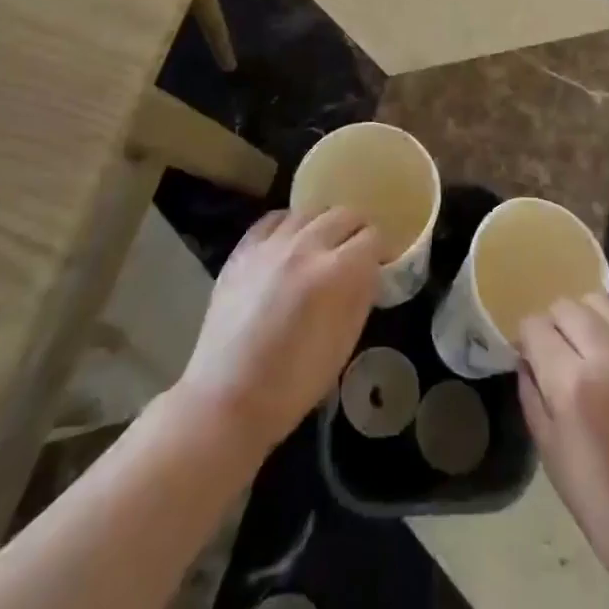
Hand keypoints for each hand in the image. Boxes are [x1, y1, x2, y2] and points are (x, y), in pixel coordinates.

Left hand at [176, 208, 381, 461]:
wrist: (228, 397)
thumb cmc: (293, 383)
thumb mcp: (344, 343)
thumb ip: (360, 297)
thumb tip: (369, 272)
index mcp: (337, 272)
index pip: (373, 238)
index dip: (381, 251)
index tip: (380, 265)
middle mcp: (306, 246)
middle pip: (344, 214)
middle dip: (357, 231)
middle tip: (356, 253)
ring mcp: (271, 244)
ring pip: (310, 212)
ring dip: (323, 225)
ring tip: (322, 247)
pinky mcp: (243, 249)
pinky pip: (274, 219)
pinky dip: (289, 225)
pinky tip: (289, 243)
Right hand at [519, 294, 608, 598]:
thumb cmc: (597, 498)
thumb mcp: (547, 447)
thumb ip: (531, 390)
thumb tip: (526, 356)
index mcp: (573, 382)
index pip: (535, 325)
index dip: (526, 338)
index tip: (528, 355)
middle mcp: (608, 355)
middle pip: (566, 306)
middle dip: (552, 324)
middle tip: (556, 352)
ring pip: (601, 302)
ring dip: (585, 317)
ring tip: (586, 347)